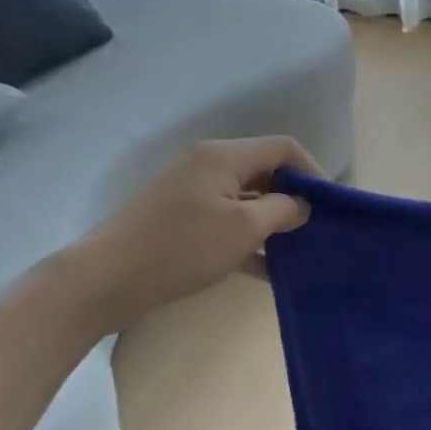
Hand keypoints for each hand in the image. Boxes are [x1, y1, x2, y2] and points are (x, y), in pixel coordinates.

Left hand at [72, 136, 321, 327]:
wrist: (103, 281)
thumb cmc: (181, 247)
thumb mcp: (245, 228)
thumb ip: (283, 210)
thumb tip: (301, 205)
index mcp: (224, 157)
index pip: (283, 148)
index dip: (312, 170)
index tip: (328, 204)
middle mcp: (208, 166)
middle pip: (265, 171)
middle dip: (293, 197)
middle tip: (314, 228)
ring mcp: (191, 193)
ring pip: (247, 199)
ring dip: (272, 222)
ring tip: (296, 250)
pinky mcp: (180, 220)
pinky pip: (226, 220)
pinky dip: (248, 239)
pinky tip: (267, 269)